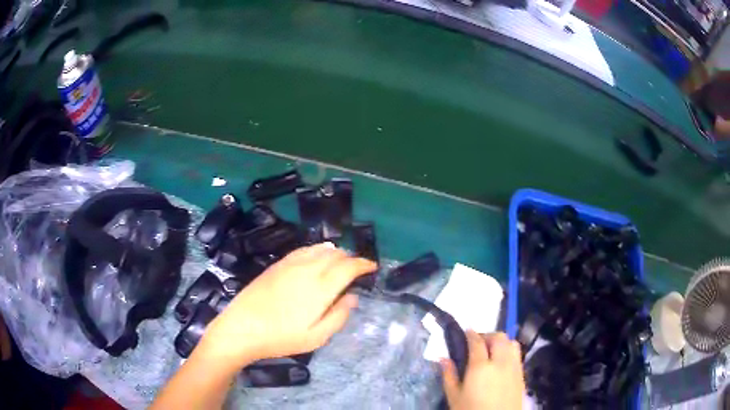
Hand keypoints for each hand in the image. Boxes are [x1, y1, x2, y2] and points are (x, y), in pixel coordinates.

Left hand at [197, 243, 375, 369]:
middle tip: (357, 269)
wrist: (242, 327)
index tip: (372, 266)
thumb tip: (352, 297)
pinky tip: (317, 257)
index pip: (349, 267)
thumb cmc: (280, 338)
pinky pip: (303, 249)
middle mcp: (308, 269)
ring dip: (335, 253)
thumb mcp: (316, 337)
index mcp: (321, 288)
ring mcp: (290, 264)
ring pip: (320, 249)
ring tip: (340, 262)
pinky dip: (317, 250)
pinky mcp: (277, 264)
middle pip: (336, 254)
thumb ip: (338, 316)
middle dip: (351, 258)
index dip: (363, 264)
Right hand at [441, 331, 524, 409]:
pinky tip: (501, 362)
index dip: (471, 333)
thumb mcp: (454, 397)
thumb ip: (449, 375)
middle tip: (477, 343)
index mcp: (480, 367)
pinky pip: (517, 354)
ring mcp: (514, 367)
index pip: (477, 342)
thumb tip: (442, 358)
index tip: (466, 331)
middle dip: (488, 335)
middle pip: (499, 337)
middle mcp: (500, 362)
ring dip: (501, 341)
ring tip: (491, 350)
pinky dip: (509, 351)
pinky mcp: (521, 374)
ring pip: (512, 343)